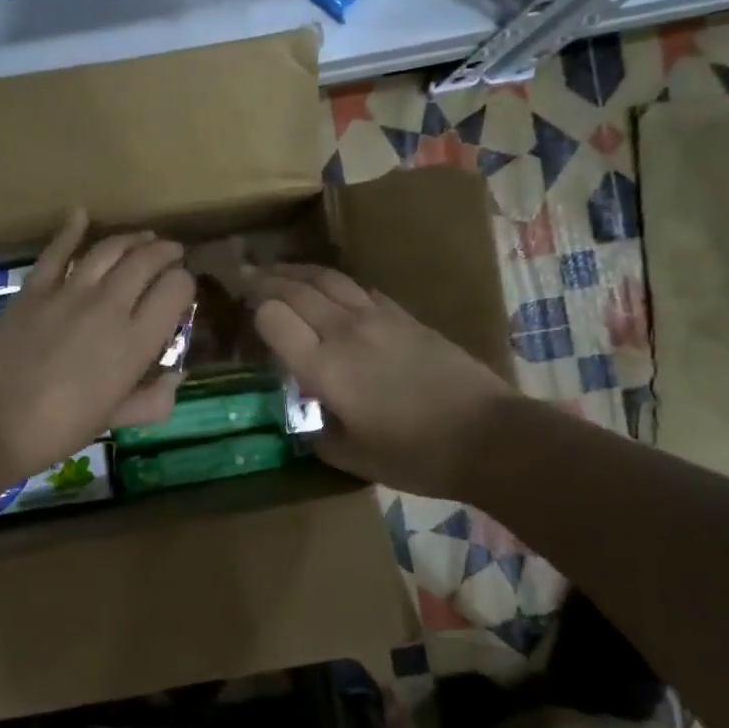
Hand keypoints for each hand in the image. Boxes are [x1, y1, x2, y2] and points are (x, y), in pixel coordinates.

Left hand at [0, 210, 194, 480]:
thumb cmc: (59, 429)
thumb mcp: (115, 419)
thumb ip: (152, 399)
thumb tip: (176, 378)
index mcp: (136, 341)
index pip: (177, 289)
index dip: (185, 284)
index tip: (181, 293)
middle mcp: (110, 305)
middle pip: (147, 260)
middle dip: (166, 253)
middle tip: (172, 255)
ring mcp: (69, 292)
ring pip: (110, 249)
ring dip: (132, 239)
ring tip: (144, 238)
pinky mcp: (34, 289)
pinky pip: (58, 251)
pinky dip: (71, 229)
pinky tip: (82, 215)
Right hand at [250, 264, 512, 500]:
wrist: (488, 436)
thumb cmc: (415, 455)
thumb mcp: (351, 457)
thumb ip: (316, 432)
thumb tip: (303, 415)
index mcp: (324, 366)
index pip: (273, 317)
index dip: (252, 311)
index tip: (240, 312)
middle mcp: (344, 331)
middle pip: (295, 289)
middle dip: (264, 279)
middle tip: (244, 275)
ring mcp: (378, 317)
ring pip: (327, 279)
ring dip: (296, 271)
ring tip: (277, 269)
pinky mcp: (405, 316)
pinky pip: (359, 288)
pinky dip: (334, 282)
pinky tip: (330, 288)